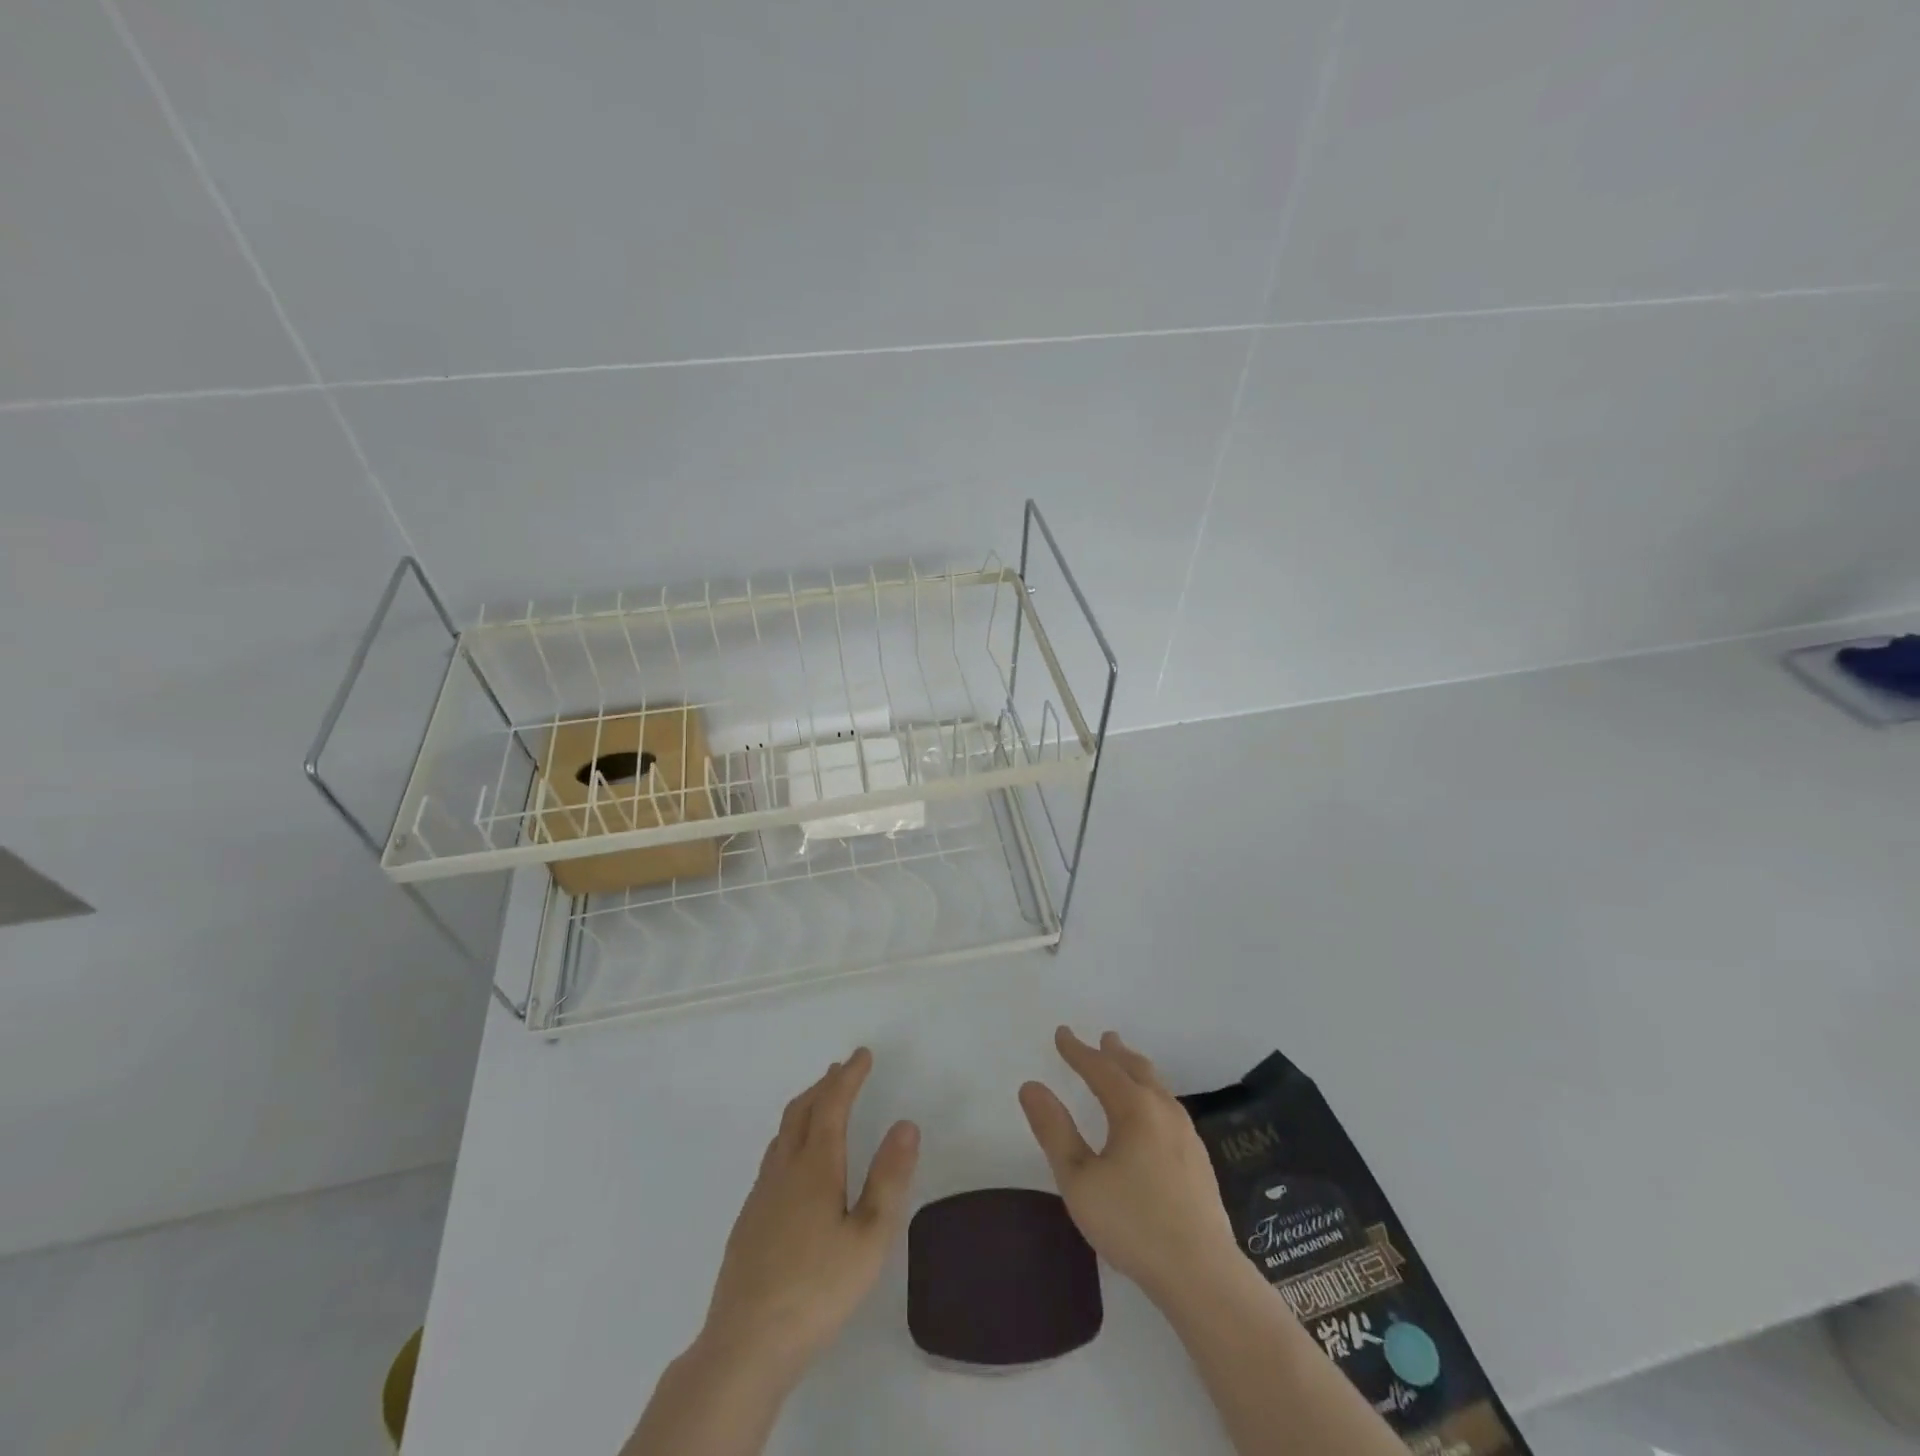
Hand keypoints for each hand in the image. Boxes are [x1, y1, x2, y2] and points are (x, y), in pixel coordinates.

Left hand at [699, 1048, 920, 1381]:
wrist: (745, 1346)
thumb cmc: (817, 1290)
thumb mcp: (869, 1238)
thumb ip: (889, 1178)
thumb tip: (905, 1124)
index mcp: (815, 1167)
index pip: (832, 1104)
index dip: (848, 1076)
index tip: (862, 1055)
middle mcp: (784, 1170)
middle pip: (800, 1110)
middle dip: (824, 1084)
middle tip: (842, 1070)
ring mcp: (761, 1195)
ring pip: (782, 1133)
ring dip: (805, 1108)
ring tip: (821, 1105)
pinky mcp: (748, 1222)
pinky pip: (772, 1158)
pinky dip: (790, 1137)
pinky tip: (796, 1164)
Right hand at [1020, 1027, 1239, 1307]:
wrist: (1202, 1274)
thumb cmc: (1132, 1223)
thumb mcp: (1079, 1179)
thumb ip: (1054, 1130)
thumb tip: (1031, 1086)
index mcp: (1133, 1108)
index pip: (1100, 1067)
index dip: (1078, 1050)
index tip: (1061, 1033)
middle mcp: (1163, 1110)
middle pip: (1137, 1069)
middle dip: (1115, 1053)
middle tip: (1104, 1038)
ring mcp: (1187, 1134)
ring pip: (1158, 1087)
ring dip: (1137, 1071)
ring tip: (1127, 1067)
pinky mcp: (1199, 1160)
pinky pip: (1169, 1108)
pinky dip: (1152, 1094)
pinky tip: (1152, 1115)